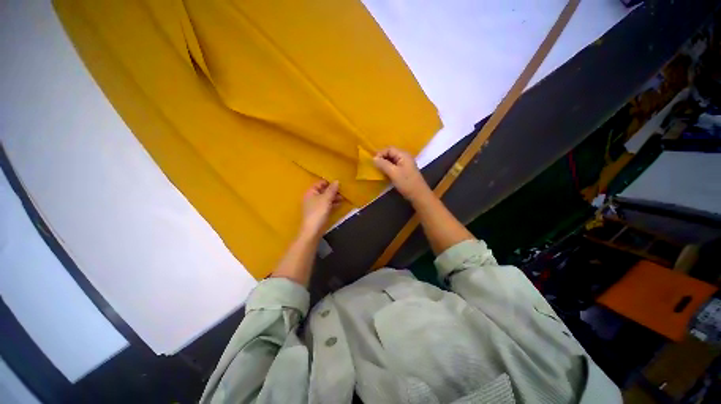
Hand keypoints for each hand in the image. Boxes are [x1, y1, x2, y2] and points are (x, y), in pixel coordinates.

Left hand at [301, 180, 341, 237]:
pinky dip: (332, 204)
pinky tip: (339, 204)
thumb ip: (331, 189)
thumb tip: (337, 181)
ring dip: (333, 198)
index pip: (320, 183)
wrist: (312, 231)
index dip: (329, 182)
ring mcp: (314, 206)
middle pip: (323, 191)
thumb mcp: (326, 199)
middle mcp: (311, 197)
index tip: (340, 183)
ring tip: (343, 198)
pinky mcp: (318, 214)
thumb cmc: (318, 212)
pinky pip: (326, 206)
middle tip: (343, 191)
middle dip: (333, 191)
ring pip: (325, 199)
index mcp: (310, 192)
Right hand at [373, 147, 430, 201]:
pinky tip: (385, 173)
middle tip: (375, 166)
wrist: (419, 195)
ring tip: (378, 170)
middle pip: (391, 153)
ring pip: (392, 160)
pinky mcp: (405, 171)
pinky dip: (389, 168)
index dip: (380, 153)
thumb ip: (383, 164)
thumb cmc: (406, 183)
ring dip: (385, 163)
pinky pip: (394, 165)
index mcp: (403, 155)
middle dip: (382, 158)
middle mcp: (405, 157)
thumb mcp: (393, 173)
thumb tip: (374, 158)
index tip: (374, 162)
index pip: (389, 149)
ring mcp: (405, 164)